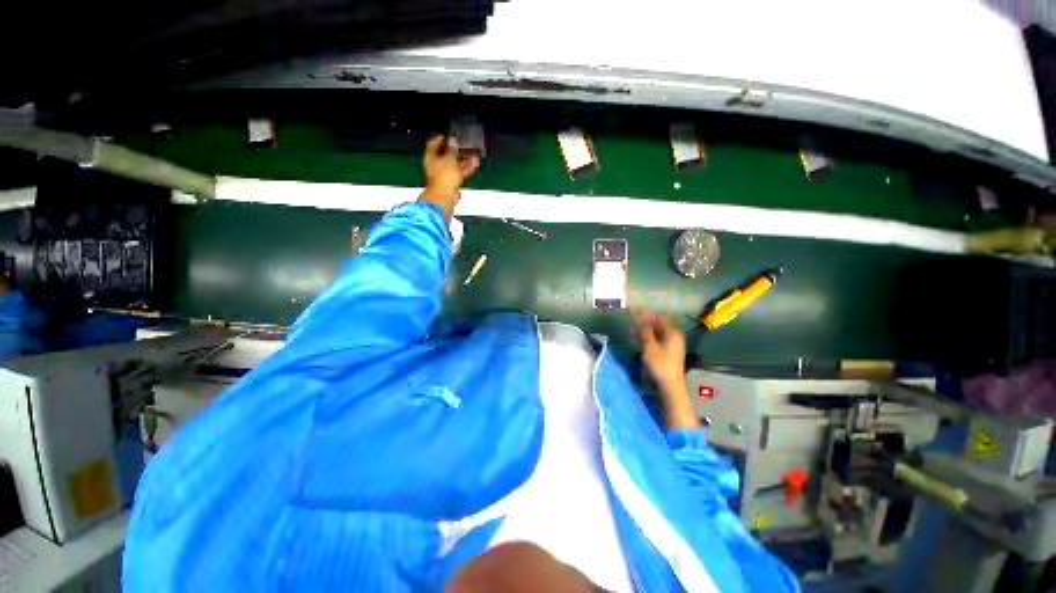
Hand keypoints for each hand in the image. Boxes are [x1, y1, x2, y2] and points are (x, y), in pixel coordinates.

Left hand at [420, 135, 480, 219]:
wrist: (445, 196)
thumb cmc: (444, 176)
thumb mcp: (450, 158)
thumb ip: (452, 149)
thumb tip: (453, 140)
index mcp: (431, 157)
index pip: (434, 144)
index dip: (441, 139)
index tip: (449, 136)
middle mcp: (436, 165)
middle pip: (447, 155)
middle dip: (458, 151)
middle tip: (467, 147)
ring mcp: (444, 174)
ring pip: (455, 165)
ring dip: (465, 160)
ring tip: (475, 156)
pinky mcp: (451, 182)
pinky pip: (459, 173)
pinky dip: (466, 169)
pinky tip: (474, 165)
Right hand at [634, 310, 698, 429]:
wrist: (670, 385)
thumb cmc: (660, 365)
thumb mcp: (650, 346)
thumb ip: (644, 330)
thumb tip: (638, 316)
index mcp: (672, 332)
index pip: (659, 317)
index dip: (646, 312)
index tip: (634, 309)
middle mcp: (674, 336)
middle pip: (659, 323)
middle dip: (645, 320)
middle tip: (632, 317)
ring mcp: (671, 343)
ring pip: (657, 331)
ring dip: (645, 328)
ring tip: (633, 327)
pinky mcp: (667, 351)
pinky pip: (657, 338)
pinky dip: (648, 335)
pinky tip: (639, 337)